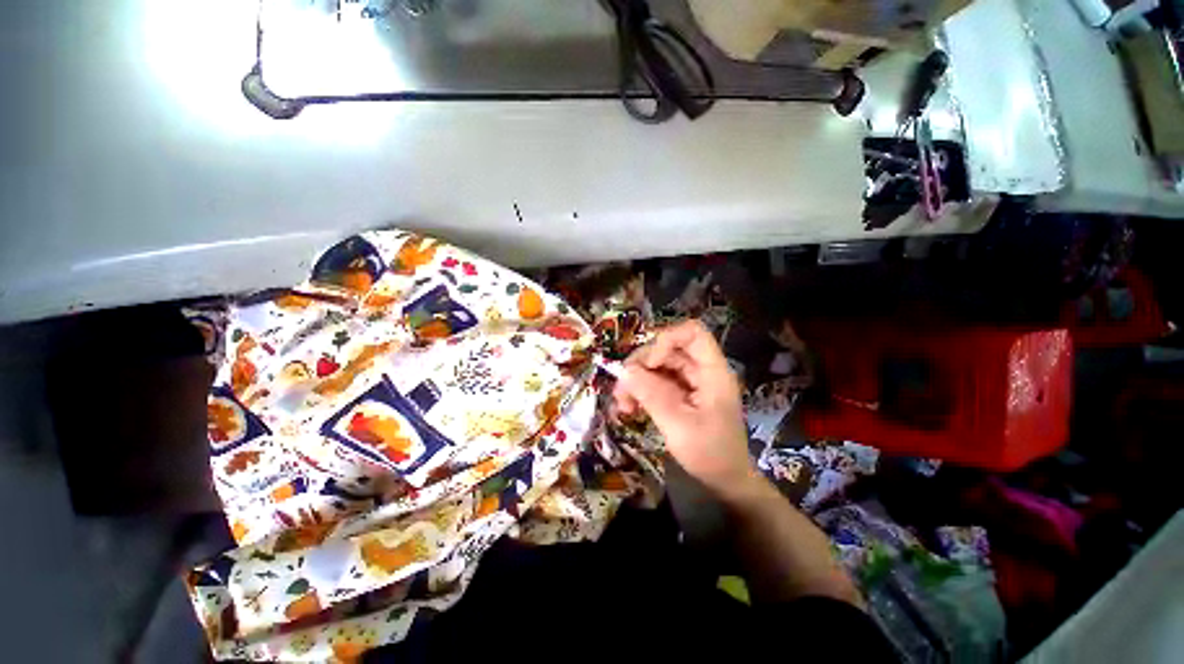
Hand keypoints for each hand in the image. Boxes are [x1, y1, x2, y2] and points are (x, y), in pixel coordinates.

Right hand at [613, 320, 754, 497]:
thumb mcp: (679, 426)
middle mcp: (700, 370)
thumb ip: (652, 395)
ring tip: (623, 405)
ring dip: (636, 381)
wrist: (726, 480)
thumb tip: (626, 371)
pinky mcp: (680, 393)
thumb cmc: (710, 454)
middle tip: (622, 390)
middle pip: (667, 349)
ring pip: (657, 365)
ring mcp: (690, 381)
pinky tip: (630, 408)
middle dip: (641, 365)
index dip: (666, 340)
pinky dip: (640, 391)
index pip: (692, 333)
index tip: (649, 364)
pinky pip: (656, 381)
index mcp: (712, 372)